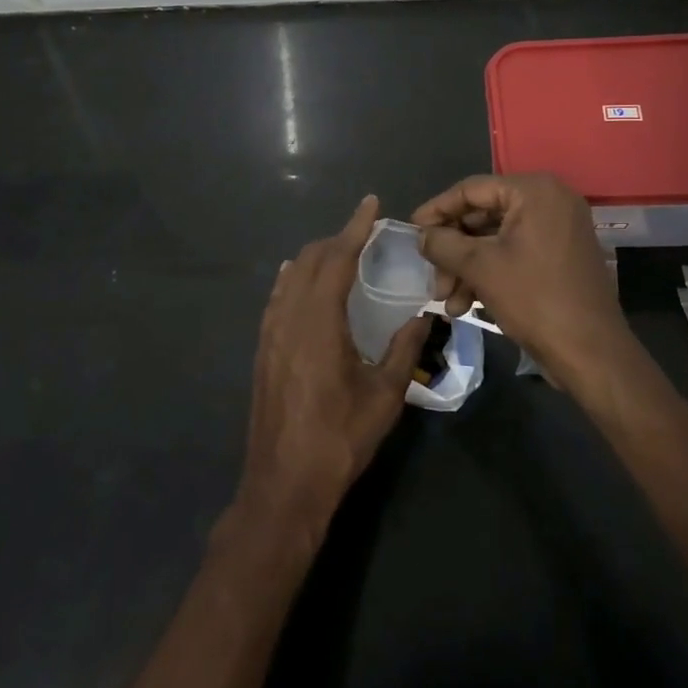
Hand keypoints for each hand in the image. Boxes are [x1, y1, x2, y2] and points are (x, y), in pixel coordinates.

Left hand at [236, 195, 429, 539]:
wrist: (284, 483)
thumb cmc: (339, 438)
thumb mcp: (384, 395)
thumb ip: (405, 349)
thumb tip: (424, 316)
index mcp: (319, 322)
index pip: (336, 258)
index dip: (355, 227)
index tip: (371, 204)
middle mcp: (289, 317)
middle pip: (309, 260)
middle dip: (337, 239)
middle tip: (365, 234)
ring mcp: (270, 333)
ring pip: (290, 277)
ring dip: (315, 257)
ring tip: (340, 253)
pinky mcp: (263, 350)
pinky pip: (278, 297)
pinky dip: (295, 278)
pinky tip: (301, 281)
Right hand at [412, 174, 632, 395]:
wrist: (591, 352)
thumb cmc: (535, 299)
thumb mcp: (481, 268)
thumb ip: (444, 244)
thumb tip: (421, 234)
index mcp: (534, 191)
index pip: (472, 189)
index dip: (437, 210)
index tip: (411, 230)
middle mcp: (550, 200)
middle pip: (483, 216)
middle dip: (453, 250)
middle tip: (432, 278)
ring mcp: (558, 229)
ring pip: (496, 239)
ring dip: (467, 268)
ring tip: (447, 302)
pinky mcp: (560, 255)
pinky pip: (515, 253)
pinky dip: (490, 273)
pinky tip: (468, 304)